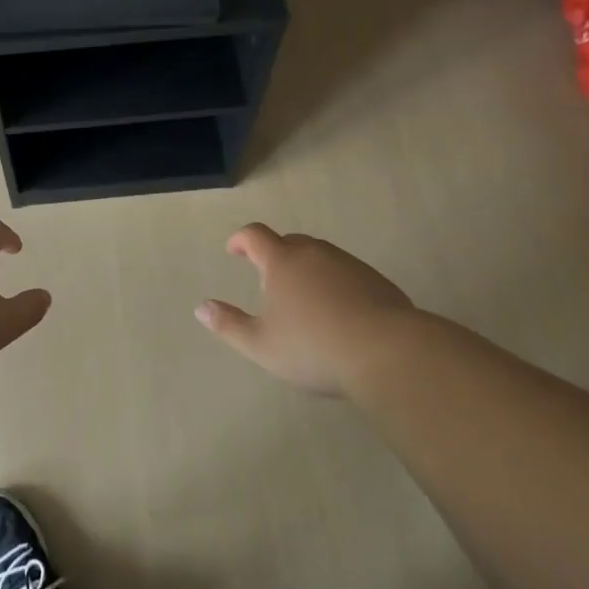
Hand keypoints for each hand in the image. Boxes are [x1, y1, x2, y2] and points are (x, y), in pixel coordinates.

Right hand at [197, 223, 413, 394]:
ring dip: (306, 268)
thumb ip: (229, 325)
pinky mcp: (376, 280)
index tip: (234, 251)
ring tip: (304, 299)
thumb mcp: (261, 345)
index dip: (241, 239)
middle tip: (268, 280)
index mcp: (282, 261)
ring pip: (319, 256)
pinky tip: (338, 312)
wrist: (388, 353)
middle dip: (274, 255)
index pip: (255, 235)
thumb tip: (201, 307)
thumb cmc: (314, 347)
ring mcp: (348, 264)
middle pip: (289, 241)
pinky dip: (334, 283)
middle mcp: (314, 253)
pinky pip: (345, 273)